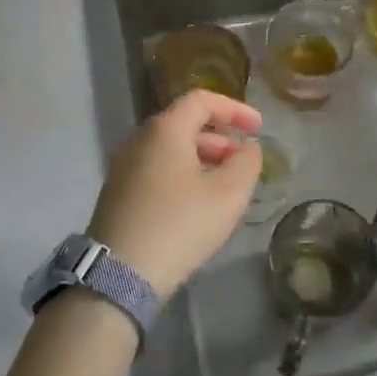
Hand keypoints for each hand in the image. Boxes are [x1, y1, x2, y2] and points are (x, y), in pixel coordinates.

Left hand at [89, 90, 262, 297]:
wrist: (118, 274)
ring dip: (202, 158)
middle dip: (220, 137)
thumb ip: (246, 163)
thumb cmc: (179, 225)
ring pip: (170, 149)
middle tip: (243, 160)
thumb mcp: (228, 194)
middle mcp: (140, 139)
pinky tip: (197, 204)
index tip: (258, 128)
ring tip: (225, 185)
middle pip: (185, 123)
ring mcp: (124, 166)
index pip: (202, 100)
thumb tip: (248, 147)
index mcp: (165, 129)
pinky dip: (183, 174)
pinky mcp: (118, 193)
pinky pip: (157, 169)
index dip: (235, 109)